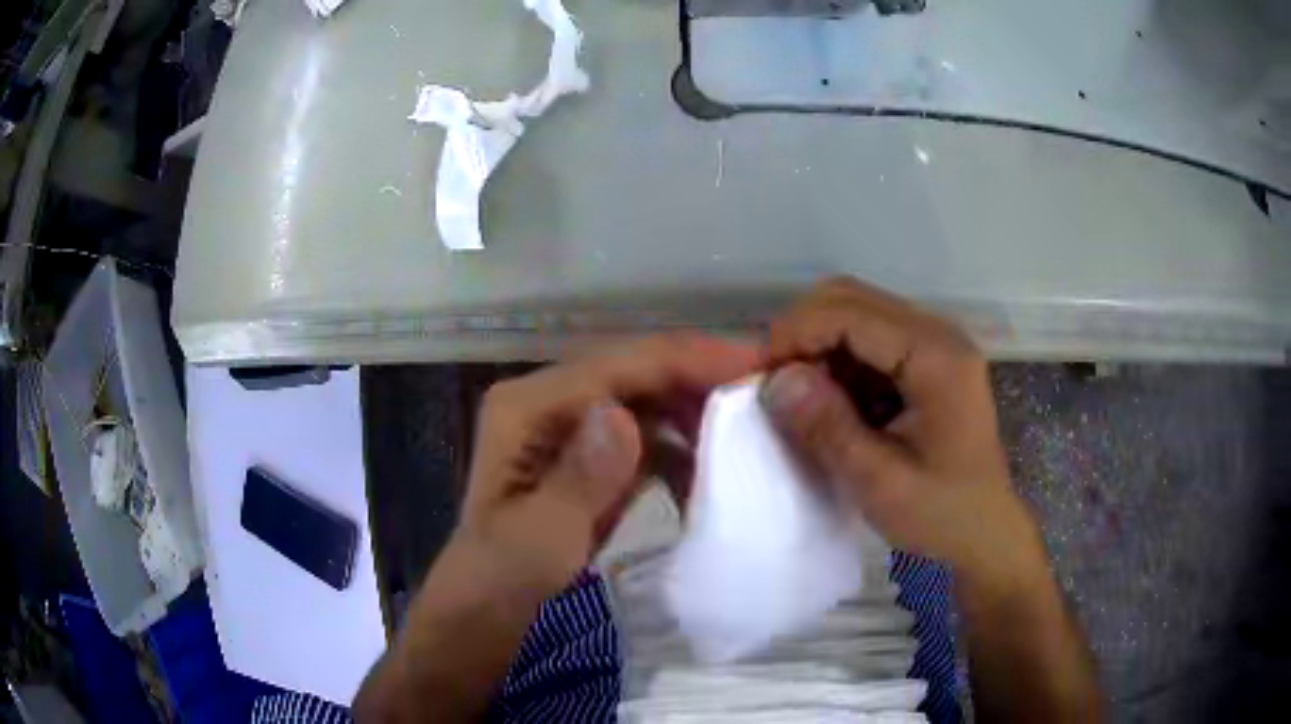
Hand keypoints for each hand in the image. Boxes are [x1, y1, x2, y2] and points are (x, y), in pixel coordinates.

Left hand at [454, 334, 761, 596]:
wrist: (490, 604)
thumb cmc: (504, 577)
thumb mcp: (539, 540)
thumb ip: (579, 480)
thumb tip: (625, 417)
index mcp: (527, 405)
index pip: (617, 366)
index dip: (686, 360)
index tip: (755, 367)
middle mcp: (549, 398)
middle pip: (636, 371)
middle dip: (700, 379)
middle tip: (767, 394)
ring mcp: (571, 423)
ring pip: (647, 397)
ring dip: (695, 412)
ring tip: (747, 434)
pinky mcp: (591, 450)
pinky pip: (646, 430)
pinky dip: (680, 445)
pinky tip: (707, 473)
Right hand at [760, 278, 1042, 585]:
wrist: (984, 530)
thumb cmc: (941, 513)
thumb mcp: (880, 483)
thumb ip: (828, 428)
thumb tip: (775, 380)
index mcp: (936, 356)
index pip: (851, 312)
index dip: (796, 334)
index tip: (758, 377)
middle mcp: (937, 333)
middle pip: (851, 299)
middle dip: (803, 334)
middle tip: (774, 385)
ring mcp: (934, 343)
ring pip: (856, 315)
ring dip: (819, 349)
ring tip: (800, 400)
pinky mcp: (927, 359)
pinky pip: (869, 340)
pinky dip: (838, 364)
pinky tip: (833, 405)